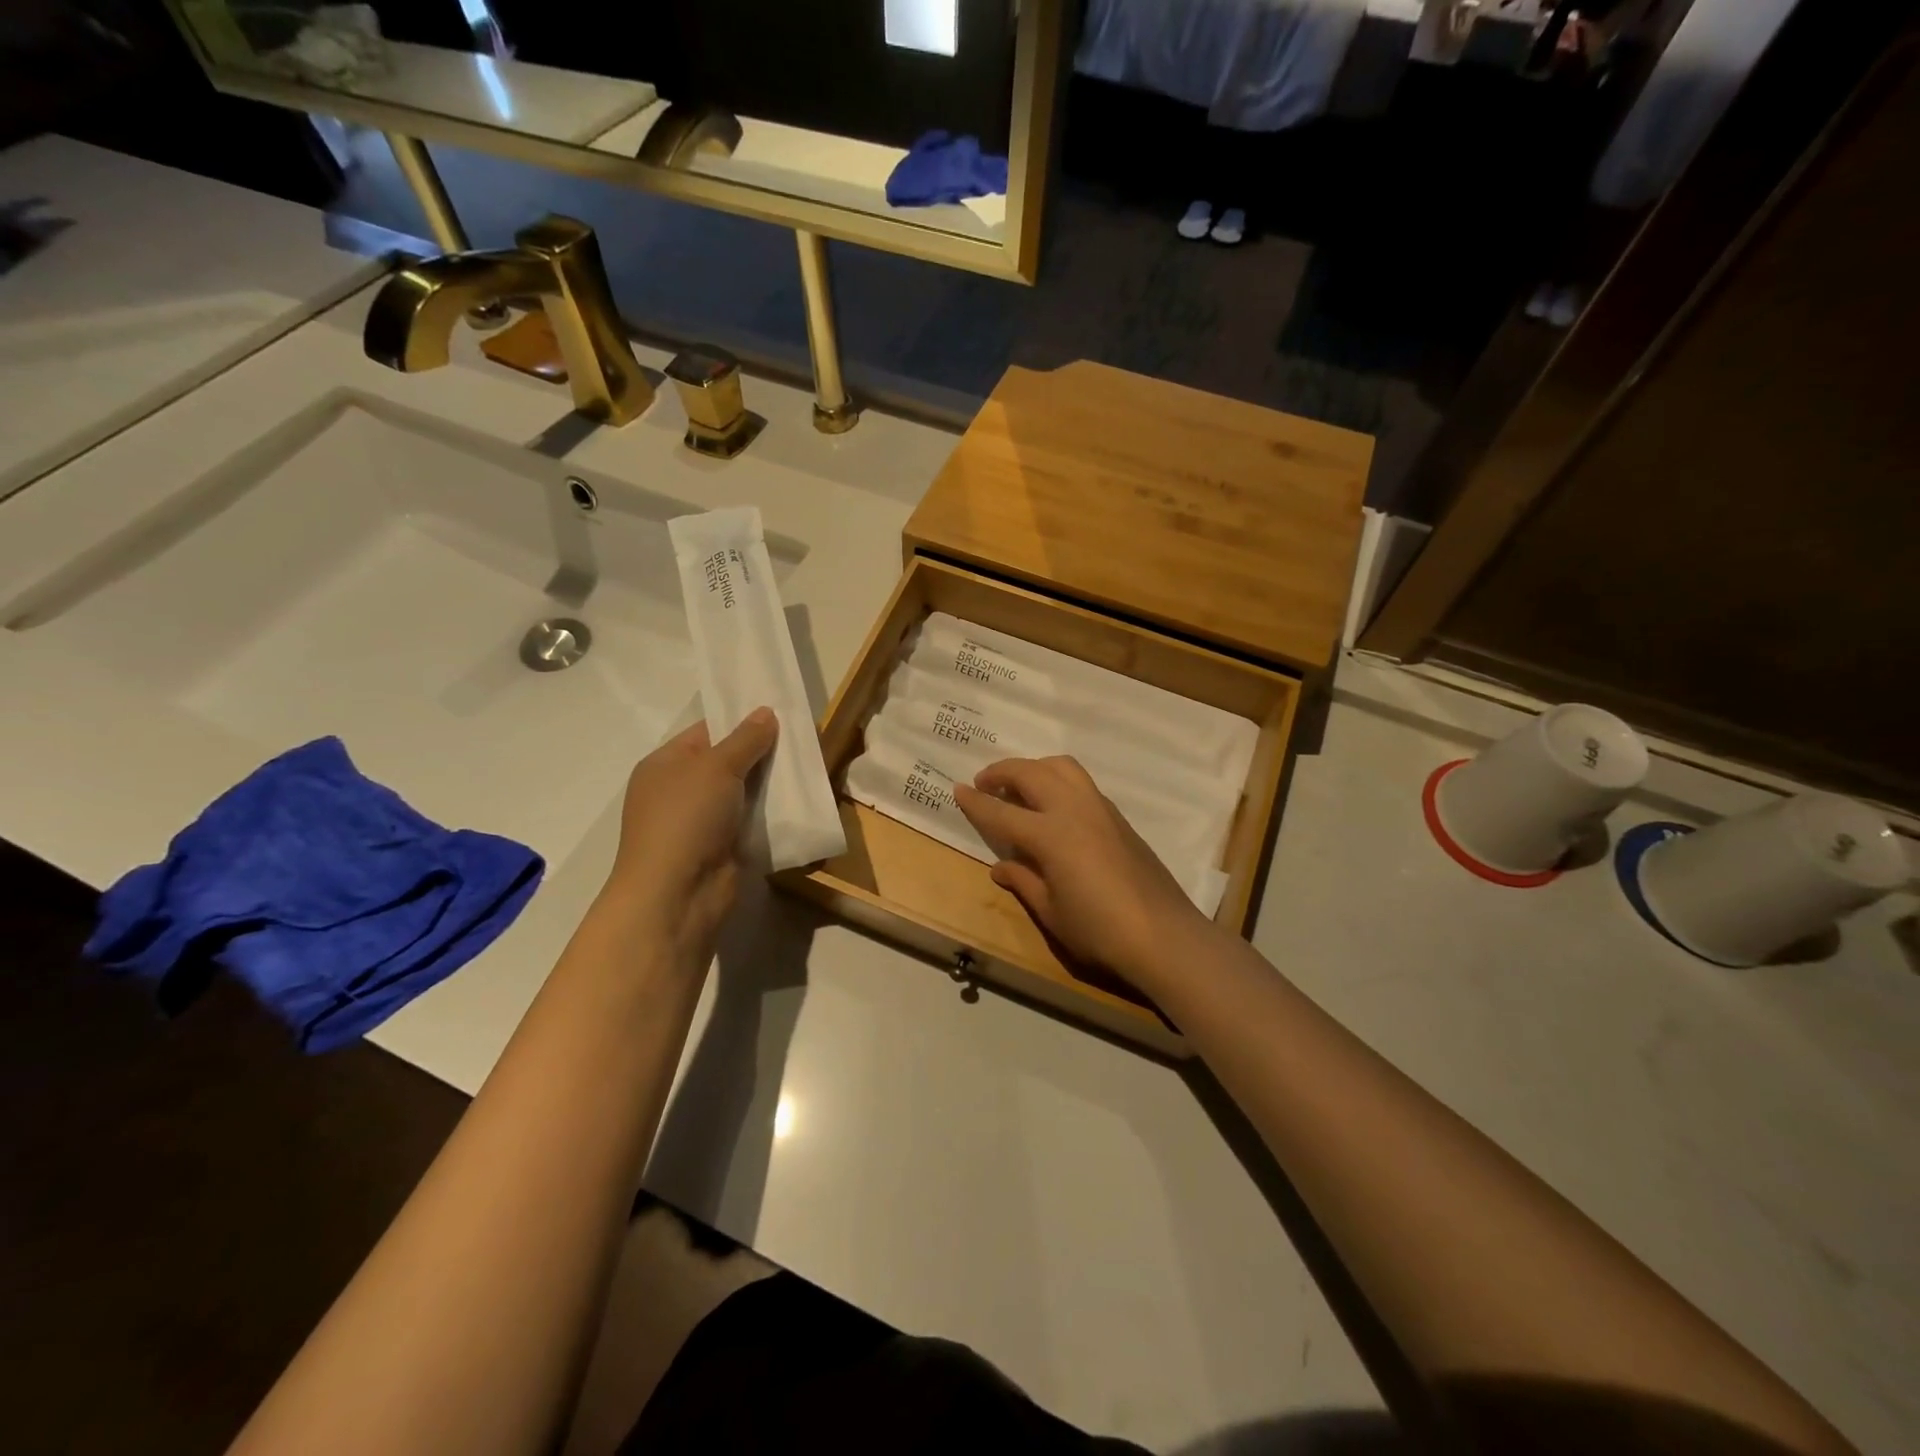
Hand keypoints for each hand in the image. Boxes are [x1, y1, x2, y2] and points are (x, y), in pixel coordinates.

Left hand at [603, 708, 777, 967]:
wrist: (677, 894)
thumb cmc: (686, 819)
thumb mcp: (717, 767)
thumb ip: (745, 739)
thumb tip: (766, 712)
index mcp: (665, 764)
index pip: (707, 731)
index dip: (741, 722)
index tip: (780, 715)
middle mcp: (680, 790)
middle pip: (728, 762)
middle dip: (762, 753)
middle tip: (803, 740)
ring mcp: (700, 822)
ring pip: (743, 793)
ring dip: (771, 785)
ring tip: (809, 768)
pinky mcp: (722, 848)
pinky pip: (751, 821)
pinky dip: (772, 814)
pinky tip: (801, 803)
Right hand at [954, 756, 1218, 992]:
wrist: (1164, 936)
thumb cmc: (1100, 932)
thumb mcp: (1051, 913)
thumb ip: (1024, 882)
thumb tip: (1001, 866)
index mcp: (1051, 835)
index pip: (1002, 812)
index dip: (976, 802)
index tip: (957, 790)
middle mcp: (1074, 810)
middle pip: (1031, 773)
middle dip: (1002, 772)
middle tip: (984, 783)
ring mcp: (1100, 809)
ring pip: (1062, 767)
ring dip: (1034, 768)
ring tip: (1020, 786)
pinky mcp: (1118, 817)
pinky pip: (1081, 783)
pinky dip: (1058, 780)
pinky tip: (1053, 806)